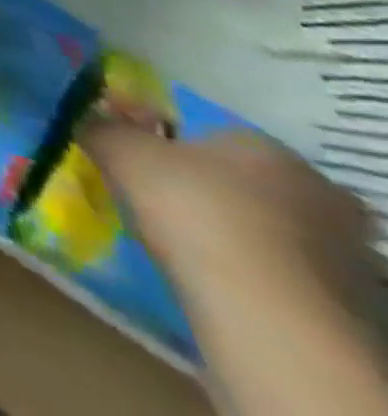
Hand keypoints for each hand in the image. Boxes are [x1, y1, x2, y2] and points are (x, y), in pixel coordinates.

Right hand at [88, 127, 374, 291]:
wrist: (262, 309)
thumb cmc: (190, 206)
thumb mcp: (120, 149)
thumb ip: (101, 126)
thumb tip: (87, 117)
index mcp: (264, 144)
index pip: (208, 132)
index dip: (168, 143)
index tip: (139, 162)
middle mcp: (312, 188)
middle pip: (242, 179)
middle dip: (204, 187)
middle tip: (157, 199)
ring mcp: (336, 247)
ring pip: (262, 225)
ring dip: (226, 229)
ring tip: (178, 241)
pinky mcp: (341, 298)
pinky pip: (275, 266)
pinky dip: (244, 266)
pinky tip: (210, 273)